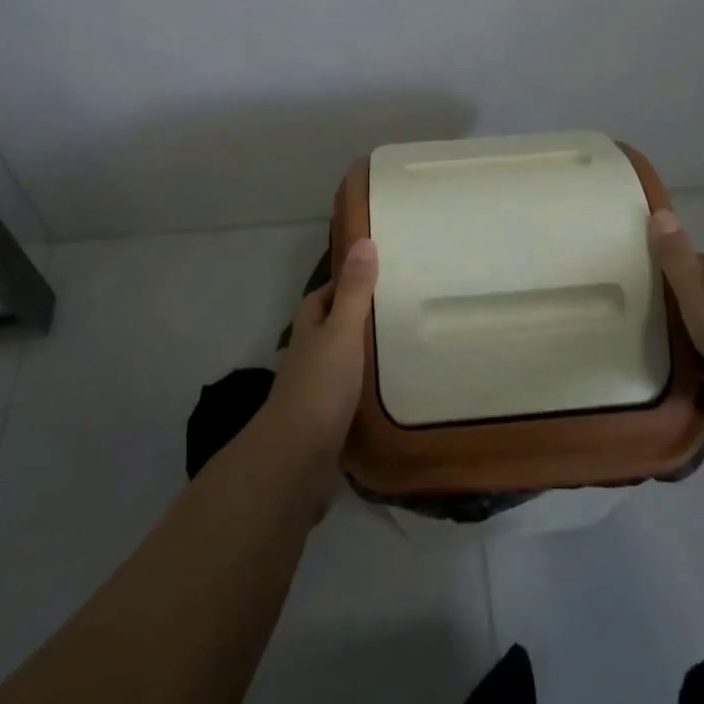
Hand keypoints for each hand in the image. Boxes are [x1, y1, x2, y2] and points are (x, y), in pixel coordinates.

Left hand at [262, 239, 378, 498]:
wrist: (295, 463)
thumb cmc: (319, 388)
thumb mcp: (342, 332)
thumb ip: (355, 291)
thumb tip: (364, 240)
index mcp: (311, 330)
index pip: (323, 296)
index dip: (346, 283)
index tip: (380, 274)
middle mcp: (310, 358)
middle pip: (333, 330)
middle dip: (360, 320)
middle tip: (403, 310)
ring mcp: (317, 394)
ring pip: (344, 366)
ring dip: (367, 358)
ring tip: (408, 348)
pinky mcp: (329, 425)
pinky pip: (353, 400)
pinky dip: (370, 394)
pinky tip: (397, 394)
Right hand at [651, 210, 703, 448]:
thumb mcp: (695, 291)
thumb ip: (675, 257)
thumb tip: (660, 209)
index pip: (697, 268)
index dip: (673, 266)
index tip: (643, 270)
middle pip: (702, 311)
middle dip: (676, 316)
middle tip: (633, 322)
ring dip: (690, 360)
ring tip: (647, 367)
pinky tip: (678, 411)